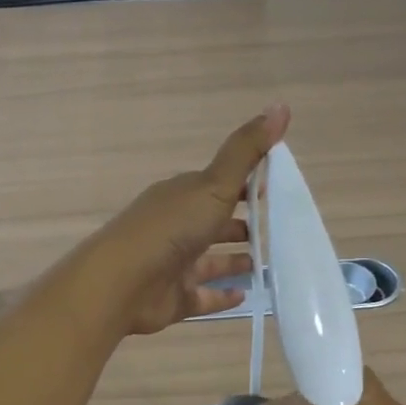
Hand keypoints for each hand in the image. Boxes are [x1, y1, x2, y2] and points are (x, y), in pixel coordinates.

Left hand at [86, 106, 290, 336]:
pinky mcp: (173, 298)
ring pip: (210, 262)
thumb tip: (281, 106)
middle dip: (242, 227)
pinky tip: (246, 296)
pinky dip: (222, 295)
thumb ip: (247, 151)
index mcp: (183, 196)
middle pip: (214, 224)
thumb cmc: (170, 228)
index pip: (219, 185)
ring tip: (268, 267)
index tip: (277, 188)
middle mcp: (176, 227)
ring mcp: (173, 264)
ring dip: (235, 262)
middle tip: (278, 233)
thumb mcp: (214, 184)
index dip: (246, 184)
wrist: (123, 281)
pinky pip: (203, 296)